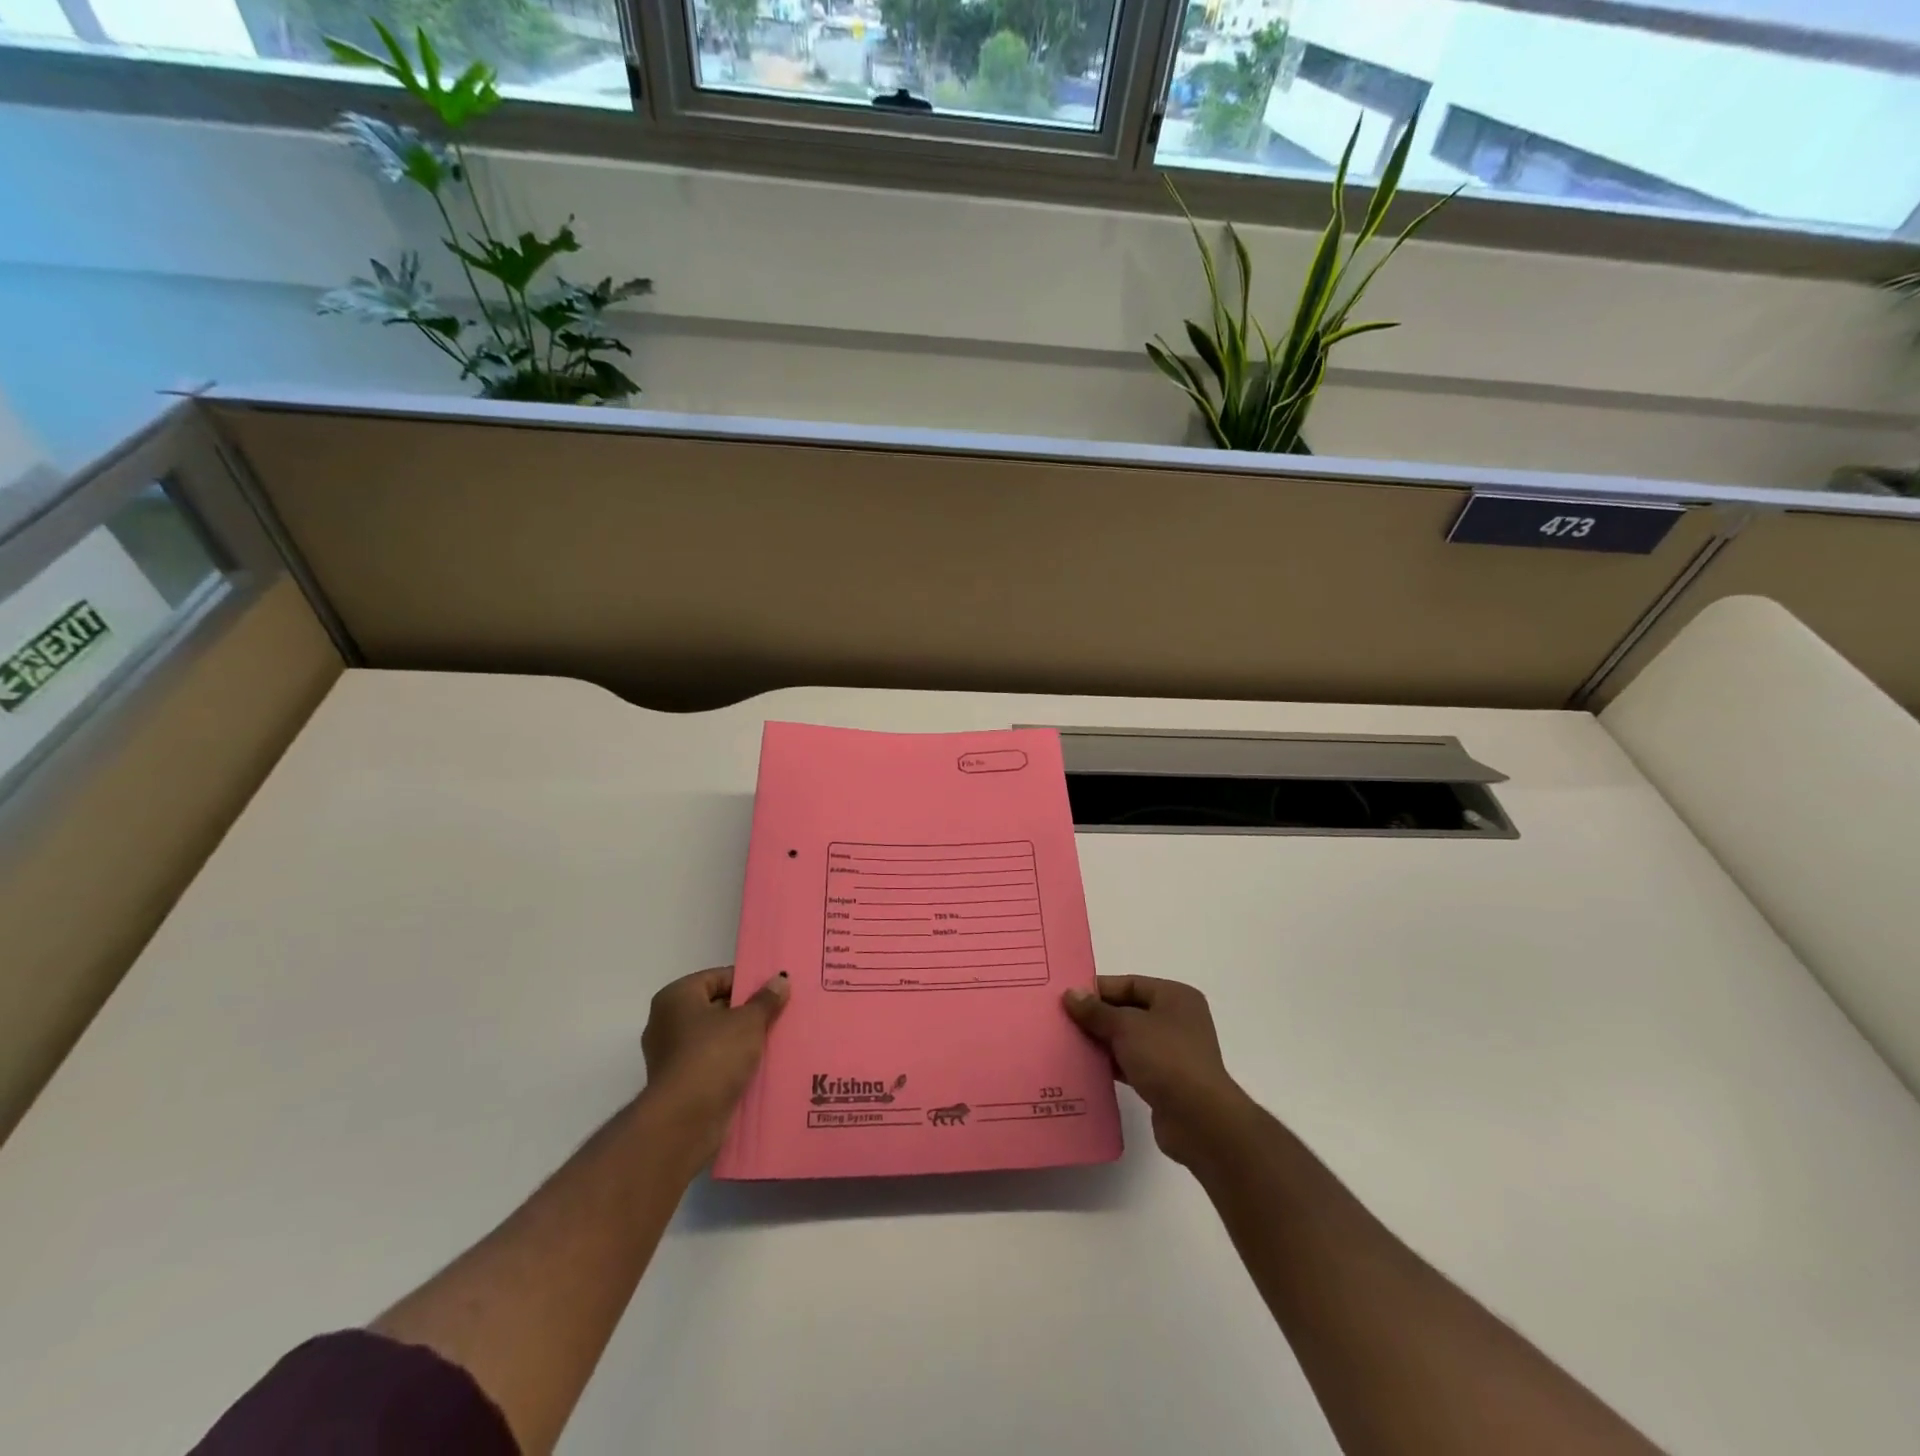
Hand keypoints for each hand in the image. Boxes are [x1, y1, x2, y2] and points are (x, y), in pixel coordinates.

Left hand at [640, 966, 788, 1161]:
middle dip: (747, 1011)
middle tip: (779, 1013)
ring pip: (715, 1037)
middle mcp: (666, 1022)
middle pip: (716, 1006)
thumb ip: (766, 999)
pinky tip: (759, 1066)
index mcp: (676, 997)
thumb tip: (780, 979)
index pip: (718, 977)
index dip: (748, 982)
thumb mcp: (748, 1021)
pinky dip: (732, 1063)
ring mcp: (670, 1055)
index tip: (775, 990)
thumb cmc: (714, 1056)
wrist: (685, 1121)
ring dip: (741, 1039)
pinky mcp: (679, 1083)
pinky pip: (712, 1062)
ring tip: (775, 1039)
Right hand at [1064, 975, 1253, 1167]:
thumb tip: (1071, 993)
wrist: (1199, 1120)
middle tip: (1062, 1021)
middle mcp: (1177, 1020)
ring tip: (1068, 1044)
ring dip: (1102, 1042)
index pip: (1130, 984)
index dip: (1098, 989)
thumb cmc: (1166, 1058)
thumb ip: (1096, 1011)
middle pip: (1128, 1011)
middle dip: (1097, 1017)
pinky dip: (1112, 1064)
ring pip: (1129, 1039)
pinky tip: (1086, 1069)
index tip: (1067, 998)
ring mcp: (1173, 1052)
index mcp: (1175, 997)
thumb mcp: (1126, 1027)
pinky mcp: (1166, 1081)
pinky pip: (1132, 1064)